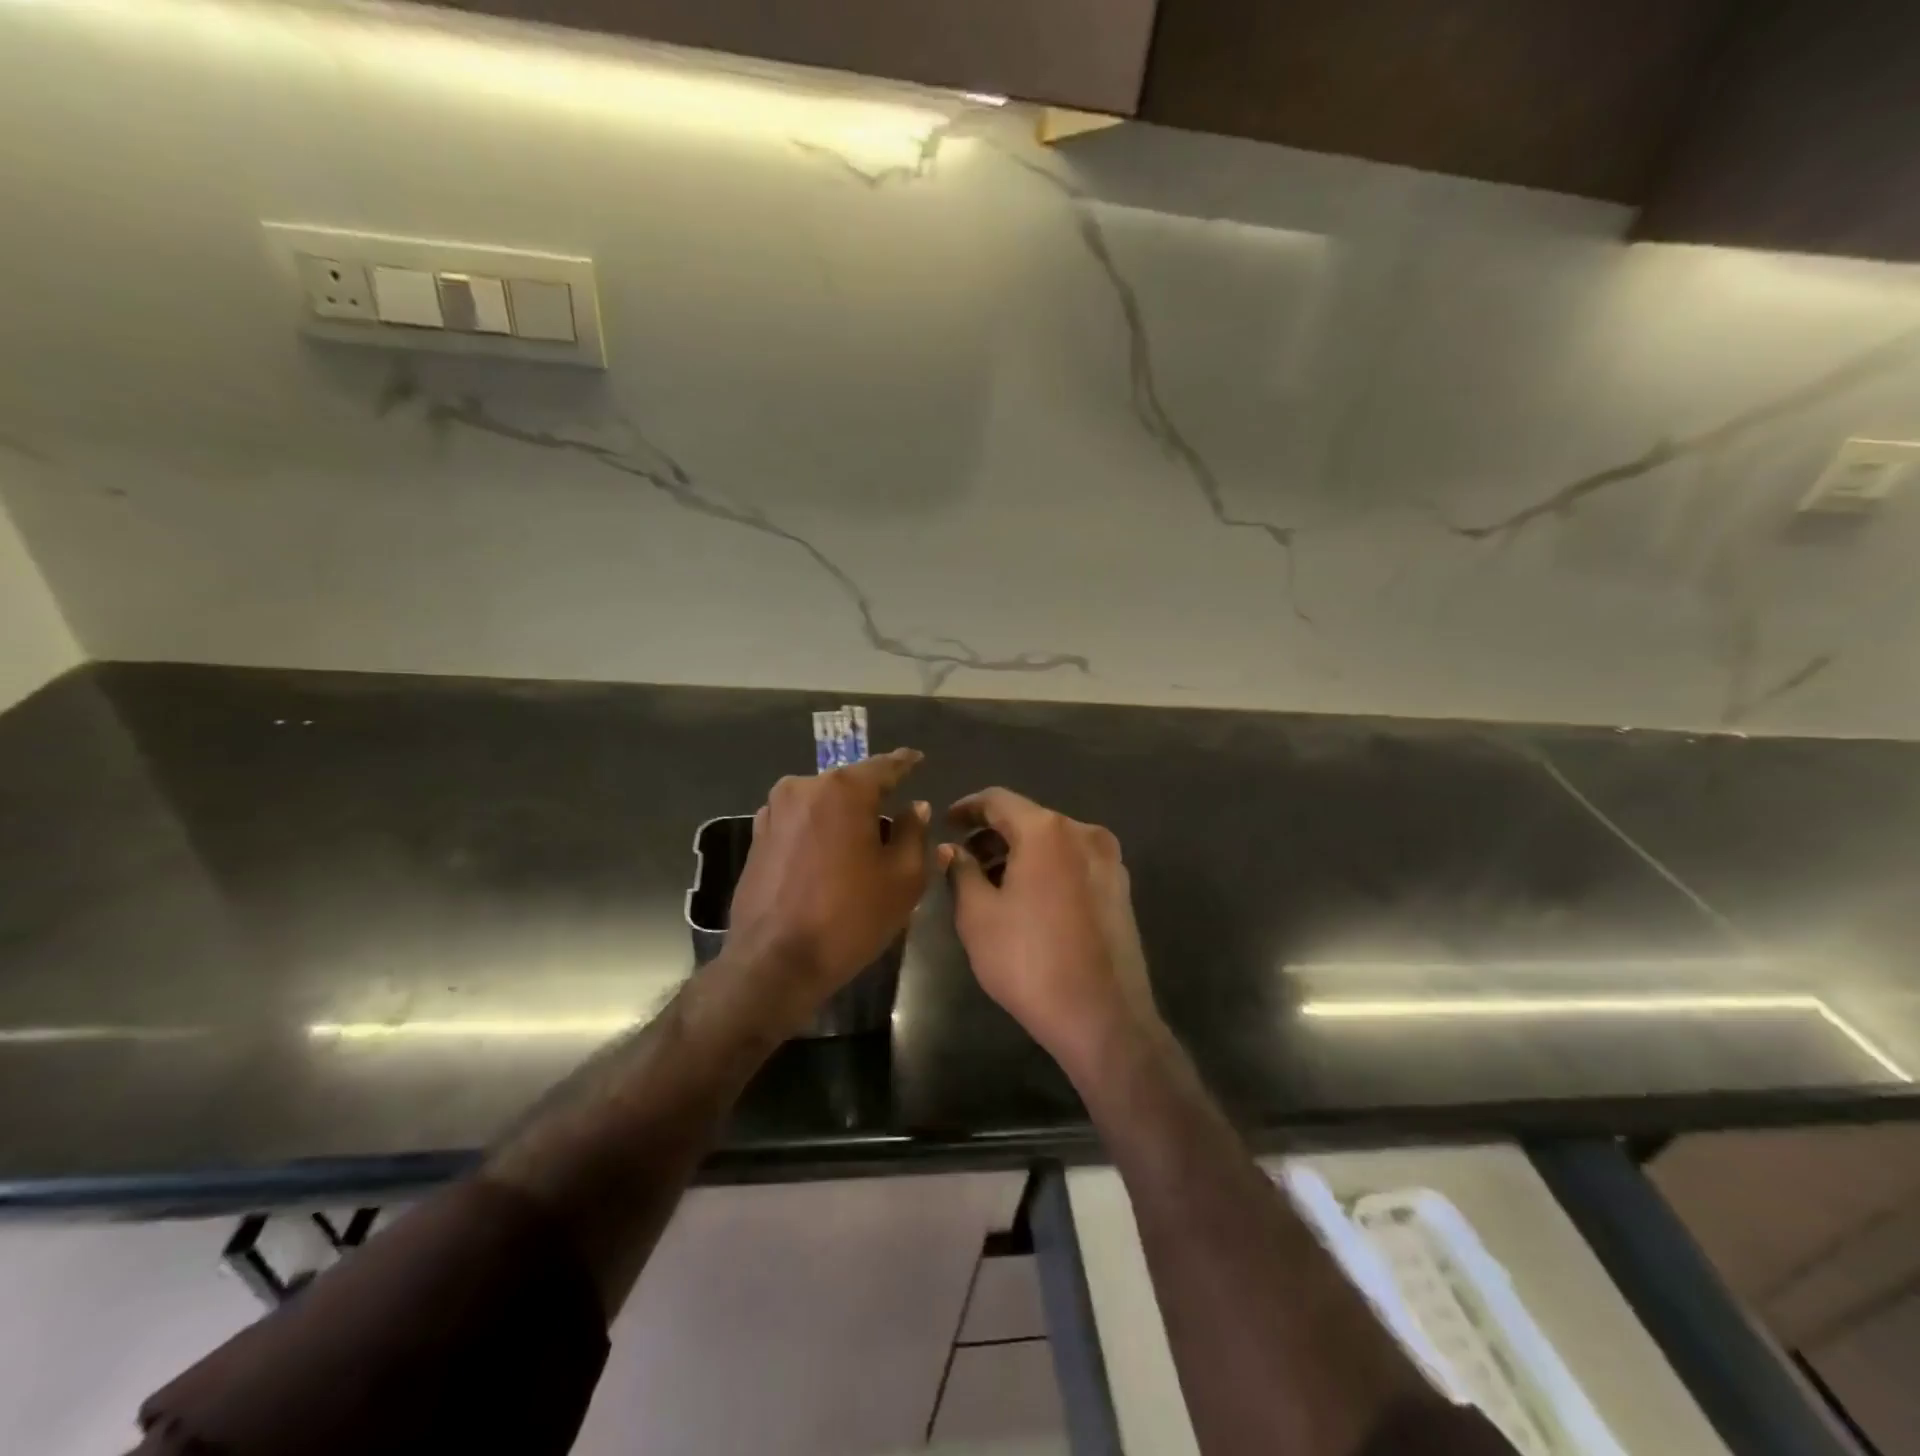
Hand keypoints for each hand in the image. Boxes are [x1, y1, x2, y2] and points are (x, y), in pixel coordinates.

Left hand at [727, 749, 929, 1018]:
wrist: (774, 962)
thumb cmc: (849, 917)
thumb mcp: (903, 878)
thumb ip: (914, 832)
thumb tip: (914, 807)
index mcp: (843, 789)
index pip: (884, 766)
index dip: (905, 763)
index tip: (917, 758)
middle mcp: (804, 787)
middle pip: (850, 785)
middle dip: (873, 800)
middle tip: (894, 823)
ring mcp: (774, 811)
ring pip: (822, 804)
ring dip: (842, 818)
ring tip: (861, 847)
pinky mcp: (757, 837)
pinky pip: (799, 823)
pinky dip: (818, 832)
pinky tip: (828, 860)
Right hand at [941, 788, 1160, 1076]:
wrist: (1103, 1016)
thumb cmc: (1029, 961)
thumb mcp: (978, 916)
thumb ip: (961, 872)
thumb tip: (953, 849)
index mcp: (1047, 831)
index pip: (998, 800)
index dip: (967, 808)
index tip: (946, 822)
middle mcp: (1083, 833)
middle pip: (1029, 819)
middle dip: (993, 835)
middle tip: (963, 859)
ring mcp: (1109, 861)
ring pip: (1053, 843)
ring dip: (1020, 853)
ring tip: (991, 883)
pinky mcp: (1121, 889)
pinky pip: (1073, 863)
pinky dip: (1046, 869)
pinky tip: (1027, 898)